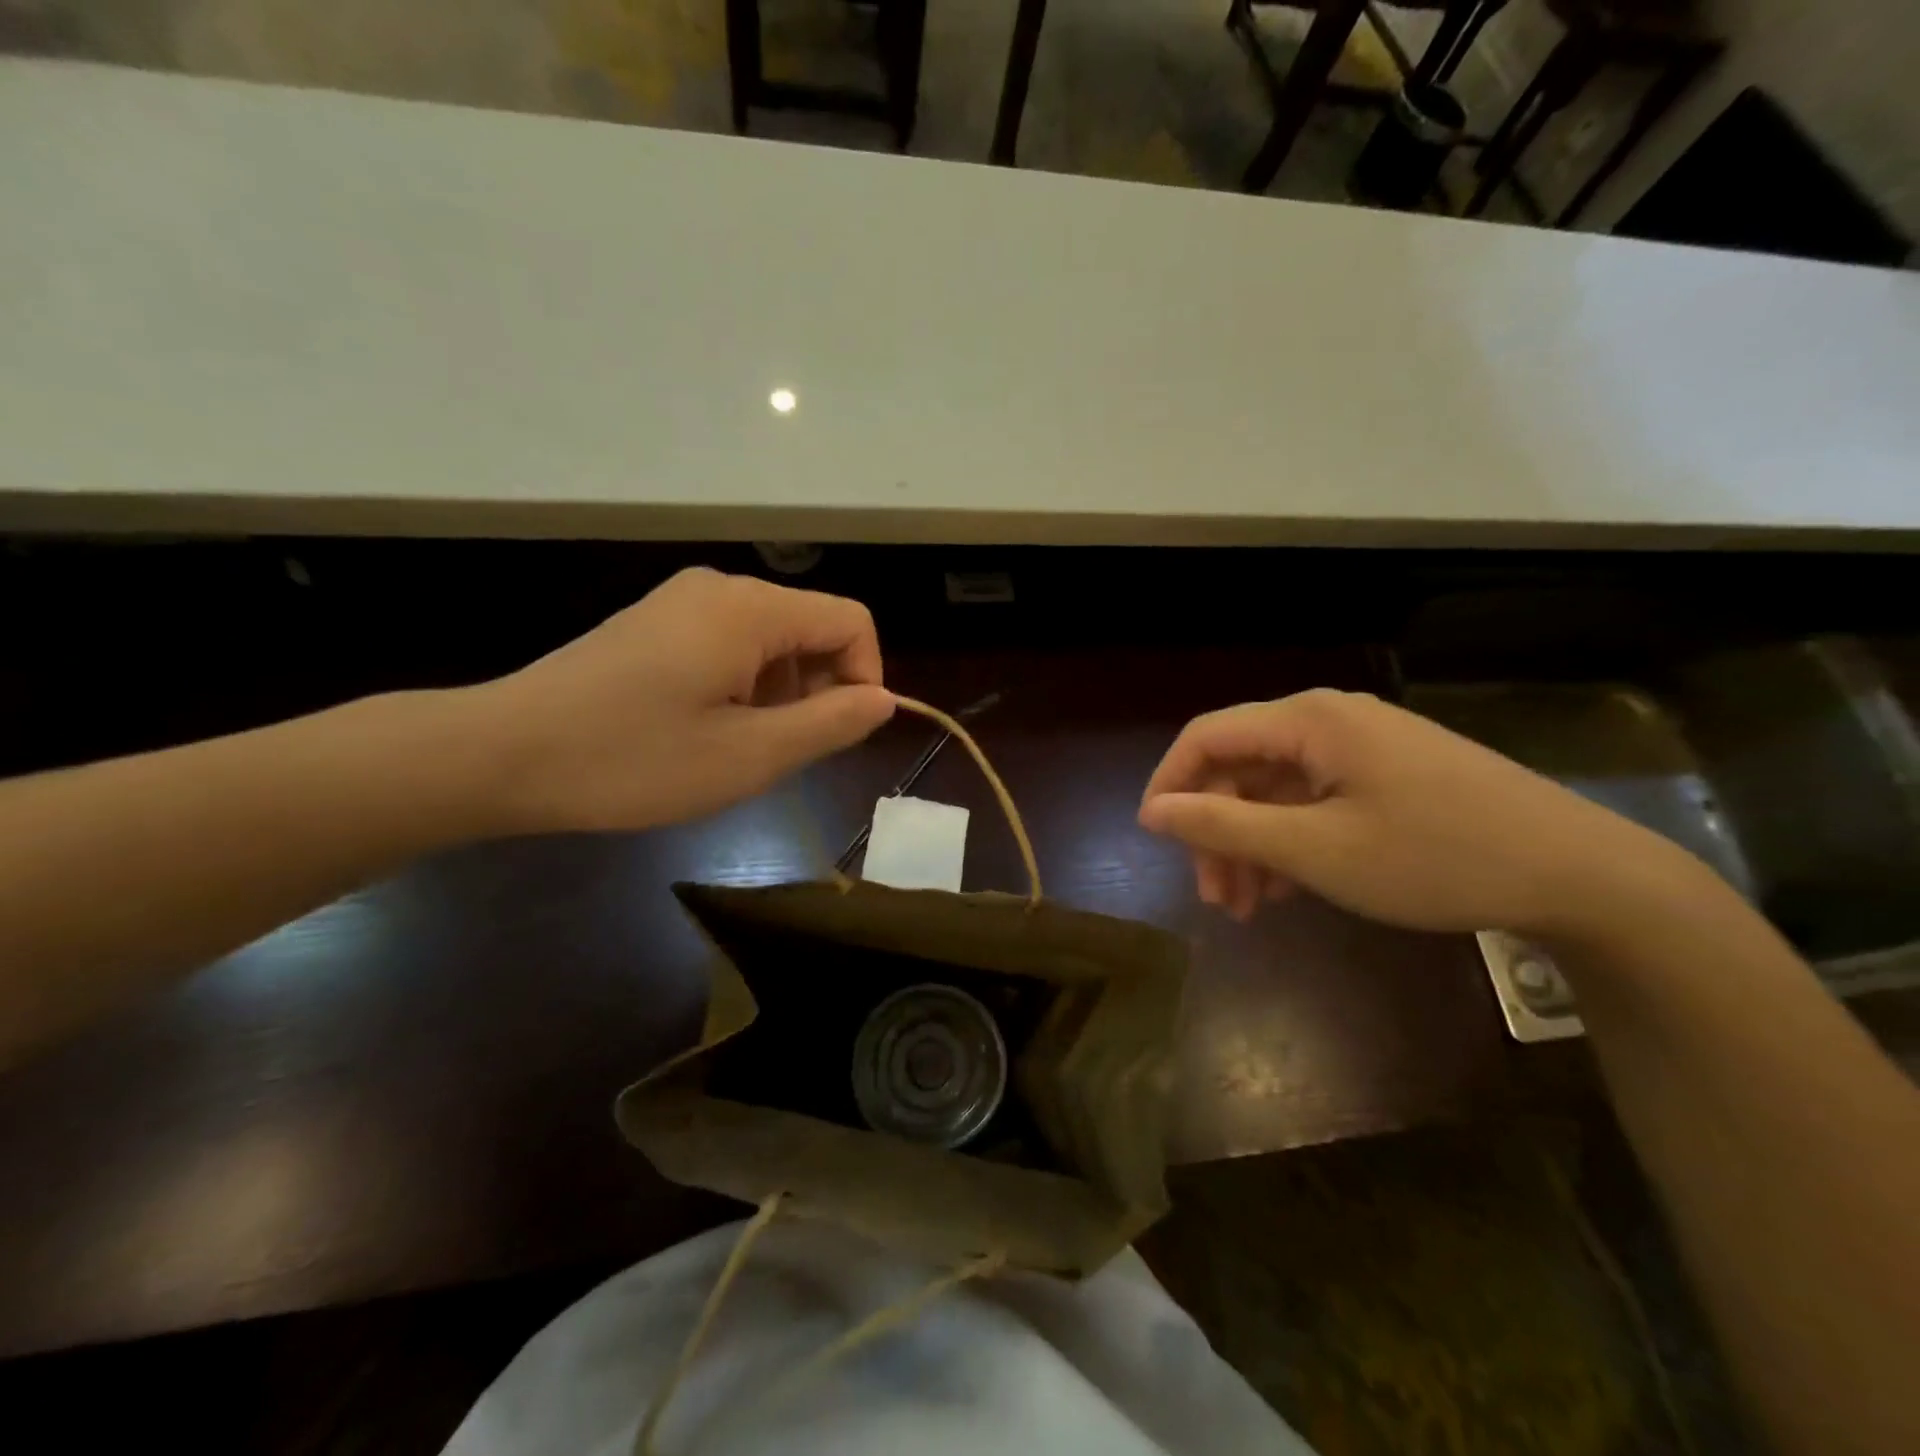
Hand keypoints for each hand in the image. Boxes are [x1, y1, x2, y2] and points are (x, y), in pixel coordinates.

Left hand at [473, 568, 894, 833]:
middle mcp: (721, 588)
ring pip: (773, 642)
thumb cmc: (634, 759)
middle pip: (812, 629)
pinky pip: (732, 646)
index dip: (865, 678)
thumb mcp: (750, 755)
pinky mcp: (657, 624)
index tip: (837, 736)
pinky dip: (744, 688)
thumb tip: (883, 700)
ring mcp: (683, 603)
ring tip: (738, 748)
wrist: (503, 754)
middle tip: (780, 752)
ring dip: (780, 696)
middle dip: (818, 691)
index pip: (852, 621)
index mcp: (750, 609)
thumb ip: (831, 723)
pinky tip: (705, 730)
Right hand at [1137, 688, 1686, 937]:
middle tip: (1215, 898)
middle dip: (1218, 832)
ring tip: (1249, 907)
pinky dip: (1292, 841)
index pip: (1207, 737)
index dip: (1170, 784)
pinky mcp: (1388, 773)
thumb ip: (1224, 826)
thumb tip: (1152, 811)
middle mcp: (1330, 720)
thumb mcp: (1315, 850)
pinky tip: (1291, 888)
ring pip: (1277, 789)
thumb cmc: (1434, 857)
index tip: (1155, 841)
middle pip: (1242, 767)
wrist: (1580, 875)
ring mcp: (1363, 746)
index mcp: (1309, 721)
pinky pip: (1315, 800)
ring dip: (1252, 844)